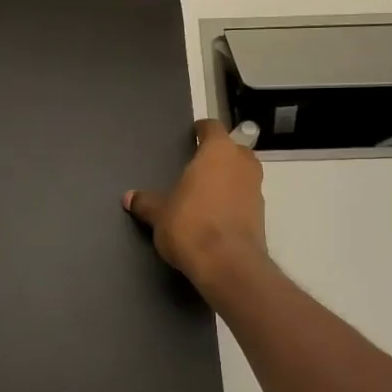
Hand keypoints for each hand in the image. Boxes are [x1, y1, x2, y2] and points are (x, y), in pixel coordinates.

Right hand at [124, 119, 268, 295]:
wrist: (227, 264)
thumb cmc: (190, 225)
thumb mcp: (159, 214)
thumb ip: (146, 202)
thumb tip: (129, 197)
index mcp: (218, 152)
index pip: (213, 128)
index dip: (202, 130)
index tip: (193, 134)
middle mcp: (242, 164)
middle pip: (234, 149)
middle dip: (219, 155)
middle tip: (199, 165)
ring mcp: (256, 189)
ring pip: (243, 174)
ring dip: (229, 178)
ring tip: (207, 191)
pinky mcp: (262, 214)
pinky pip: (246, 197)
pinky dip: (234, 200)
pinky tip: (217, 214)